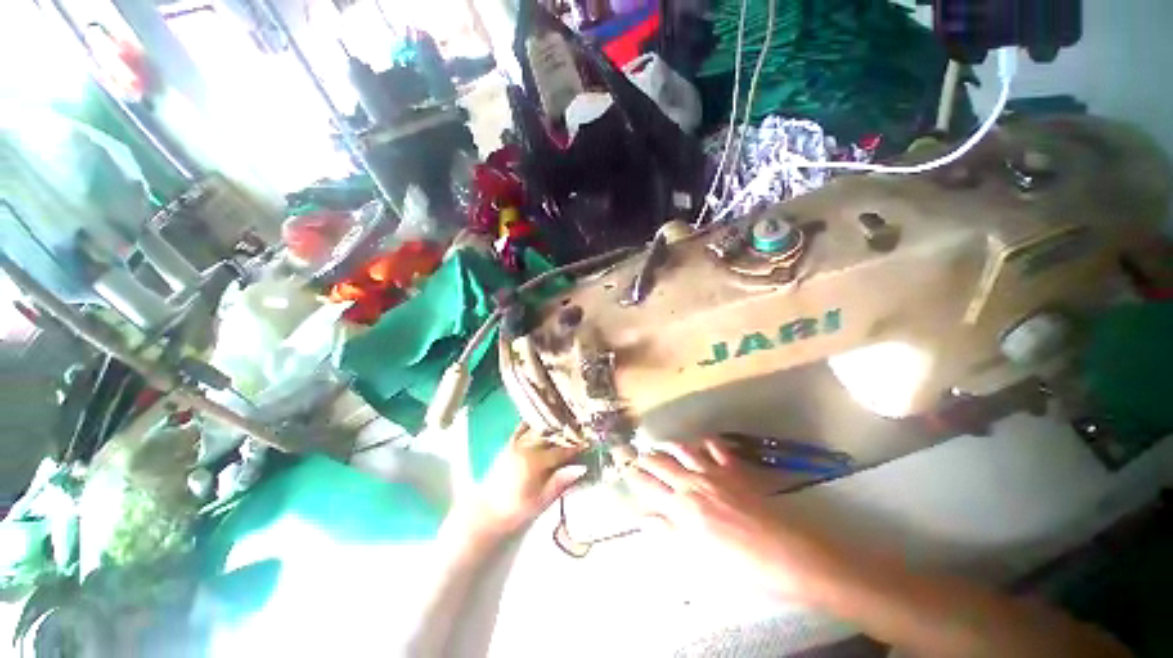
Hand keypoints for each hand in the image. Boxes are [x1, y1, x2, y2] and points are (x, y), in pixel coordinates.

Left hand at [458, 424, 587, 538]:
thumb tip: (581, 468)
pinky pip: (522, 427)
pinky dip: (533, 422)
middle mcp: (526, 447)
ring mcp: (516, 443)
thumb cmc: (516, 510)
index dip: (576, 446)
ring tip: (565, 422)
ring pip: (538, 428)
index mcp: (535, 462)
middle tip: (580, 429)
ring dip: (552, 425)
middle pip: (551, 435)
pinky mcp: (509, 444)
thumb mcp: (541, 501)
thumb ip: (560, 482)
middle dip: (566, 432)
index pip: (561, 450)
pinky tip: (542, 419)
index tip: (588, 442)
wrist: (487, 511)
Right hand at [626, 438, 826, 597]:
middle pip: (662, 464)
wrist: (786, 554)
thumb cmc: (741, 565)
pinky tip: (702, 442)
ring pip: (684, 450)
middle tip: (635, 452)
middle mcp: (693, 483)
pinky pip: (716, 448)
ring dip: (669, 445)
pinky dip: (706, 442)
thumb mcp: (699, 556)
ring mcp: (715, 473)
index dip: (635, 476)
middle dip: (646, 457)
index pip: (650, 486)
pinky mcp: (734, 470)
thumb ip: (670, 532)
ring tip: (661, 444)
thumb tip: (643, 518)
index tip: (623, 467)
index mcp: (682, 508)